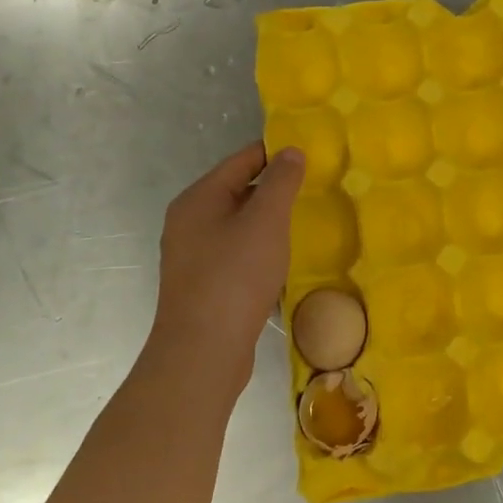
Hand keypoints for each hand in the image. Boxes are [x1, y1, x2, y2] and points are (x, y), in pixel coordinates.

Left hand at [142, 141, 305, 409]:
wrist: (203, 350)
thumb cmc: (235, 276)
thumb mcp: (266, 221)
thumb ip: (281, 182)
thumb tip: (291, 151)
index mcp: (198, 199)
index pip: (242, 160)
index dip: (276, 154)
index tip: (312, 156)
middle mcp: (188, 222)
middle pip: (238, 191)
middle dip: (274, 189)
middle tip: (314, 191)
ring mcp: (192, 255)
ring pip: (237, 225)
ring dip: (268, 222)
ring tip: (304, 225)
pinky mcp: (202, 284)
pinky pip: (236, 253)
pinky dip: (259, 250)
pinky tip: (281, 262)